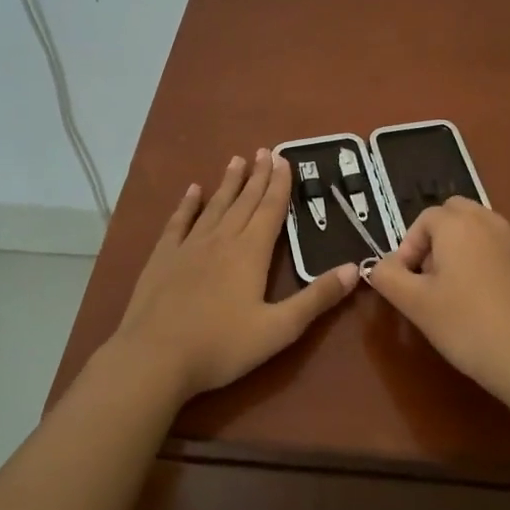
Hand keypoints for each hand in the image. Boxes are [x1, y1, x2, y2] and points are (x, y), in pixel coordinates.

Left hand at [110, 150, 359, 399]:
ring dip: (228, 183)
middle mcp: (221, 240)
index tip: (284, 159)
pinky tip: (192, 190)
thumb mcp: (280, 328)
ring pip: (214, 206)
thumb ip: (317, 298)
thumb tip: (355, 268)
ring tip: (236, 160)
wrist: (155, 358)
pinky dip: (187, 204)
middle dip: (258, 176)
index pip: (271, 209)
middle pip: (244, 201)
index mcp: (251, 252)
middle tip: (265, 151)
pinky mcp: (163, 258)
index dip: (280, 184)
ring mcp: (189, 246)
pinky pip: (178, 222)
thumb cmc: (222, 346)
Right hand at [365, 196, 509, 407]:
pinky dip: (479, 261)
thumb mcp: (415, 304)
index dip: (407, 248)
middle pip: (452, 214)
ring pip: (475, 229)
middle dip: (433, 239)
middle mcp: (487, 222)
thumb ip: (388, 277)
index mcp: (458, 223)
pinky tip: (478, 301)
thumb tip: (380, 265)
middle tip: (426, 278)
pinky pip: (493, 248)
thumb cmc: (467, 325)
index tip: (405, 283)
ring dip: (456, 249)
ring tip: (450, 291)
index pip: (423, 220)